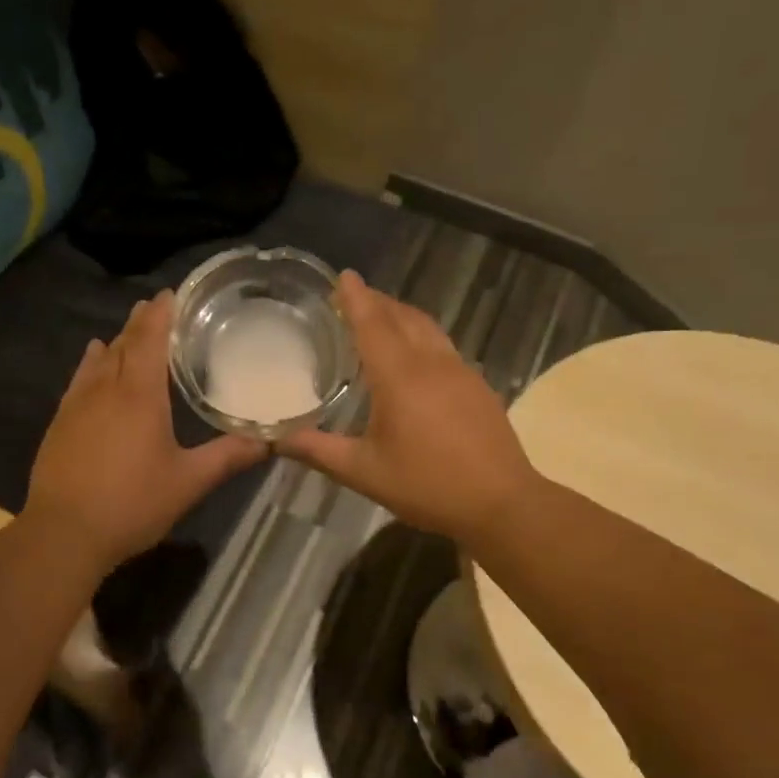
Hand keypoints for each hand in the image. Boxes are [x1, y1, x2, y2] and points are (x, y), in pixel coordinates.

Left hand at [26, 289, 267, 570]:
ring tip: (128, 328)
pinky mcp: (60, 422)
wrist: (64, 532)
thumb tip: (269, 441)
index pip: (150, 340)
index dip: (161, 314)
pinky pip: (79, 379)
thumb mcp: (188, 482)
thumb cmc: (132, 504)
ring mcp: (78, 404)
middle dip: (140, 322)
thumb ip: (228, 457)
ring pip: (100, 360)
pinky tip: (93, 360)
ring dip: (117, 340)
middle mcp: (107, 389)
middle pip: (124, 344)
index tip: (171, 294)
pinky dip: (91, 363)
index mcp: (140, 395)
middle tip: (156, 306)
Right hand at [280, 271, 536, 544]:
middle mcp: (430, 363)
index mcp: (399, 377)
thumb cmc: (427, 484)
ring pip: (427, 328)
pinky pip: (442, 345)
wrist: (501, 502)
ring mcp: (459, 371)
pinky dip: (421, 335)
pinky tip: (416, 356)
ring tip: (382, 316)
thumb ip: (319, 451)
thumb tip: (276, 441)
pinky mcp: (477, 385)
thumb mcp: (364, 472)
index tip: (343, 275)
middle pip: (402, 317)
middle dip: (377, 301)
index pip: (372, 324)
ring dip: (402, 314)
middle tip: (354, 296)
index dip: (356, 298)